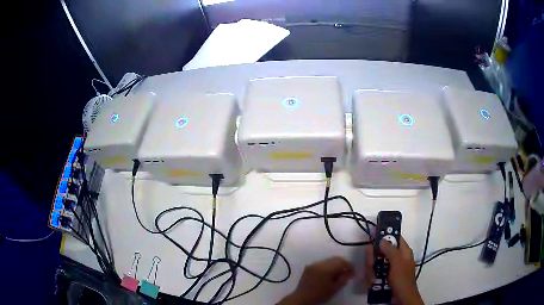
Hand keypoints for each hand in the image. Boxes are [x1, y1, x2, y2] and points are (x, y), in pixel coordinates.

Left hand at [278, 256, 354, 304]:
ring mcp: (313, 264)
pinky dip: (327, 266)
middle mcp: (319, 263)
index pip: (342, 262)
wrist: (302, 298)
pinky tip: (328, 274)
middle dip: (342, 264)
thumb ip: (343, 279)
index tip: (352, 273)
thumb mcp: (334, 288)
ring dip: (335, 265)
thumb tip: (349, 273)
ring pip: (328, 260)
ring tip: (338, 273)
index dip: (349, 266)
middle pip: (335, 259)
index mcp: (326, 268)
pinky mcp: (308, 267)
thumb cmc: (320, 294)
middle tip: (347, 272)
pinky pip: (321, 263)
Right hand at [365, 237, 422, 304]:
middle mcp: (397, 258)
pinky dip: (372, 276)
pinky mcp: (384, 276)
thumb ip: (390, 250)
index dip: (386, 234)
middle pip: (382, 251)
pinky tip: (372, 282)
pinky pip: (375, 272)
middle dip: (374, 258)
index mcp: (403, 251)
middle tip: (371, 263)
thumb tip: (382, 239)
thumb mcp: (397, 263)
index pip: (395, 237)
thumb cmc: (402, 279)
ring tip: (372, 278)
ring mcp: (390, 268)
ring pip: (376, 262)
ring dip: (371, 270)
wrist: (401, 298)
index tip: (374, 235)